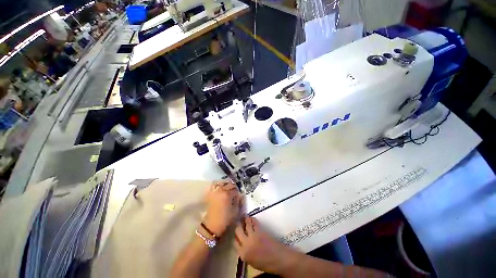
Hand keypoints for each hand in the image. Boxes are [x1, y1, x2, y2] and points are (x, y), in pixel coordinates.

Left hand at [203, 181, 242, 235]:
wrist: (212, 226)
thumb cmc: (225, 219)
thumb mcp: (236, 211)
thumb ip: (239, 201)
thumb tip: (240, 195)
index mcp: (227, 194)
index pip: (235, 189)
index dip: (238, 192)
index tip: (239, 196)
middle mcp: (221, 190)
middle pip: (229, 185)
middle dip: (233, 188)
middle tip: (234, 193)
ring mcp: (215, 191)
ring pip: (222, 184)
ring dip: (226, 185)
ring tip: (228, 190)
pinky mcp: (211, 194)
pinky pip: (215, 186)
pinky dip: (219, 186)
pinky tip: (221, 190)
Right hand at [234, 217, 295, 274]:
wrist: (279, 259)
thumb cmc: (266, 263)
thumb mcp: (252, 262)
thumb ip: (245, 252)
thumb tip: (242, 243)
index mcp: (243, 255)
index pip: (235, 242)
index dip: (235, 235)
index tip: (237, 232)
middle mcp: (246, 244)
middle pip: (238, 231)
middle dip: (238, 225)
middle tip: (239, 222)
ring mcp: (252, 236)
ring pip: (246, 224)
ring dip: (245, 219)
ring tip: (245, 217)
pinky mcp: (259, 231)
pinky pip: (253, 222)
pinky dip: (252, 219)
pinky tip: (252, 218)